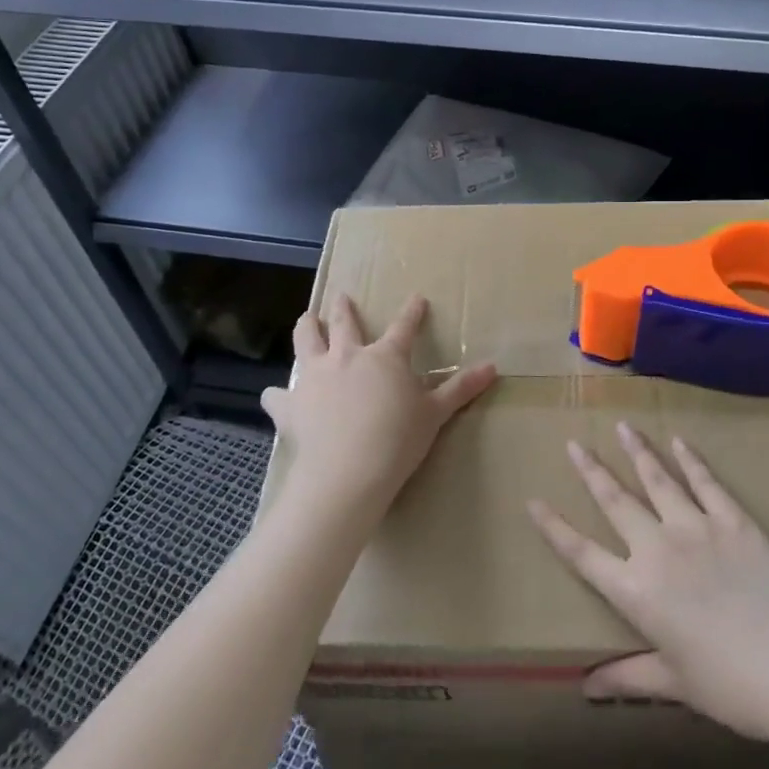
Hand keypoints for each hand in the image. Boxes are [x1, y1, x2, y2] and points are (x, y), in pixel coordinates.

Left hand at [262, 294, 496, 520]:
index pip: (404, 327)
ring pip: (307, 341)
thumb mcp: (435, 414)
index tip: (416, 298)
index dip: (412, 312)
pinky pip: (279, 395)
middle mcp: (347, 356)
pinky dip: (278, 394)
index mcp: (385, 357)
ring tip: (306, 319)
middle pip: (344, 323)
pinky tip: (275, 395)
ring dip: (307, 327)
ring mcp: (315, 376)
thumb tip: (493, 367)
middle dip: (344, 308)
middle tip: (342, 297)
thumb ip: (461, 389)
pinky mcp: (291, 403)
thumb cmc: (398, 440)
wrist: (348, 471)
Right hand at [528, 422, 768, 744]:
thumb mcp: (674, 683)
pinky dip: (691, 460)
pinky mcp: (732, 520)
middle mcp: (656, 549)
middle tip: (575, 443)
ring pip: (657, 479)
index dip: (553, 527)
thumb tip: (586, 687)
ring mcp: (695, 527)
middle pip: (614, 500)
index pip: (581, 553)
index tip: (532, 501)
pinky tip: (680, 441)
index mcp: (635, 591)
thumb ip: (628, 677)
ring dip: (637, 451)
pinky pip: (706, 482)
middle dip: (591, 470)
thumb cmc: (732, 686)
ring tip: (622, 426)